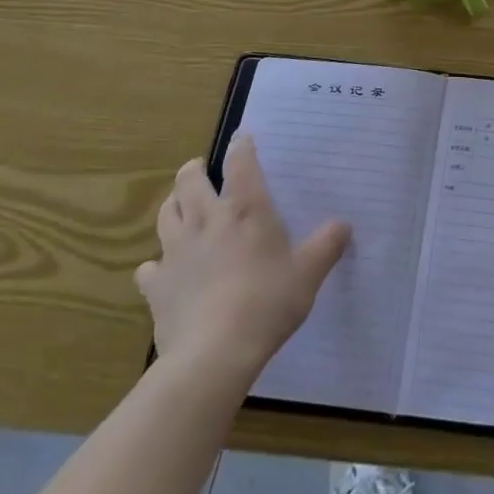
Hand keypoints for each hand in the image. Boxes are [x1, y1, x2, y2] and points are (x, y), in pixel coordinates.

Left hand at [135, 136, 349, 379]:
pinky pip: (149, 267)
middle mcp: (206, 220)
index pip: (241, 162)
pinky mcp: (156, 286)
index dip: (241, 145)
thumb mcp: (309, 273)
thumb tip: (344, 225)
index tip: (243, 138)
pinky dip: (155, 265)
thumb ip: (327, 245)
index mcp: (245, 209)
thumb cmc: (268, 302)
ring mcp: (176, 251)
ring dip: (172, 205)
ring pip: (165, 214)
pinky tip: (163, 270)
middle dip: (194, 169)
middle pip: (189, 181)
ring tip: (180, 206)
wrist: (214, 354)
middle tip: (201, 169)